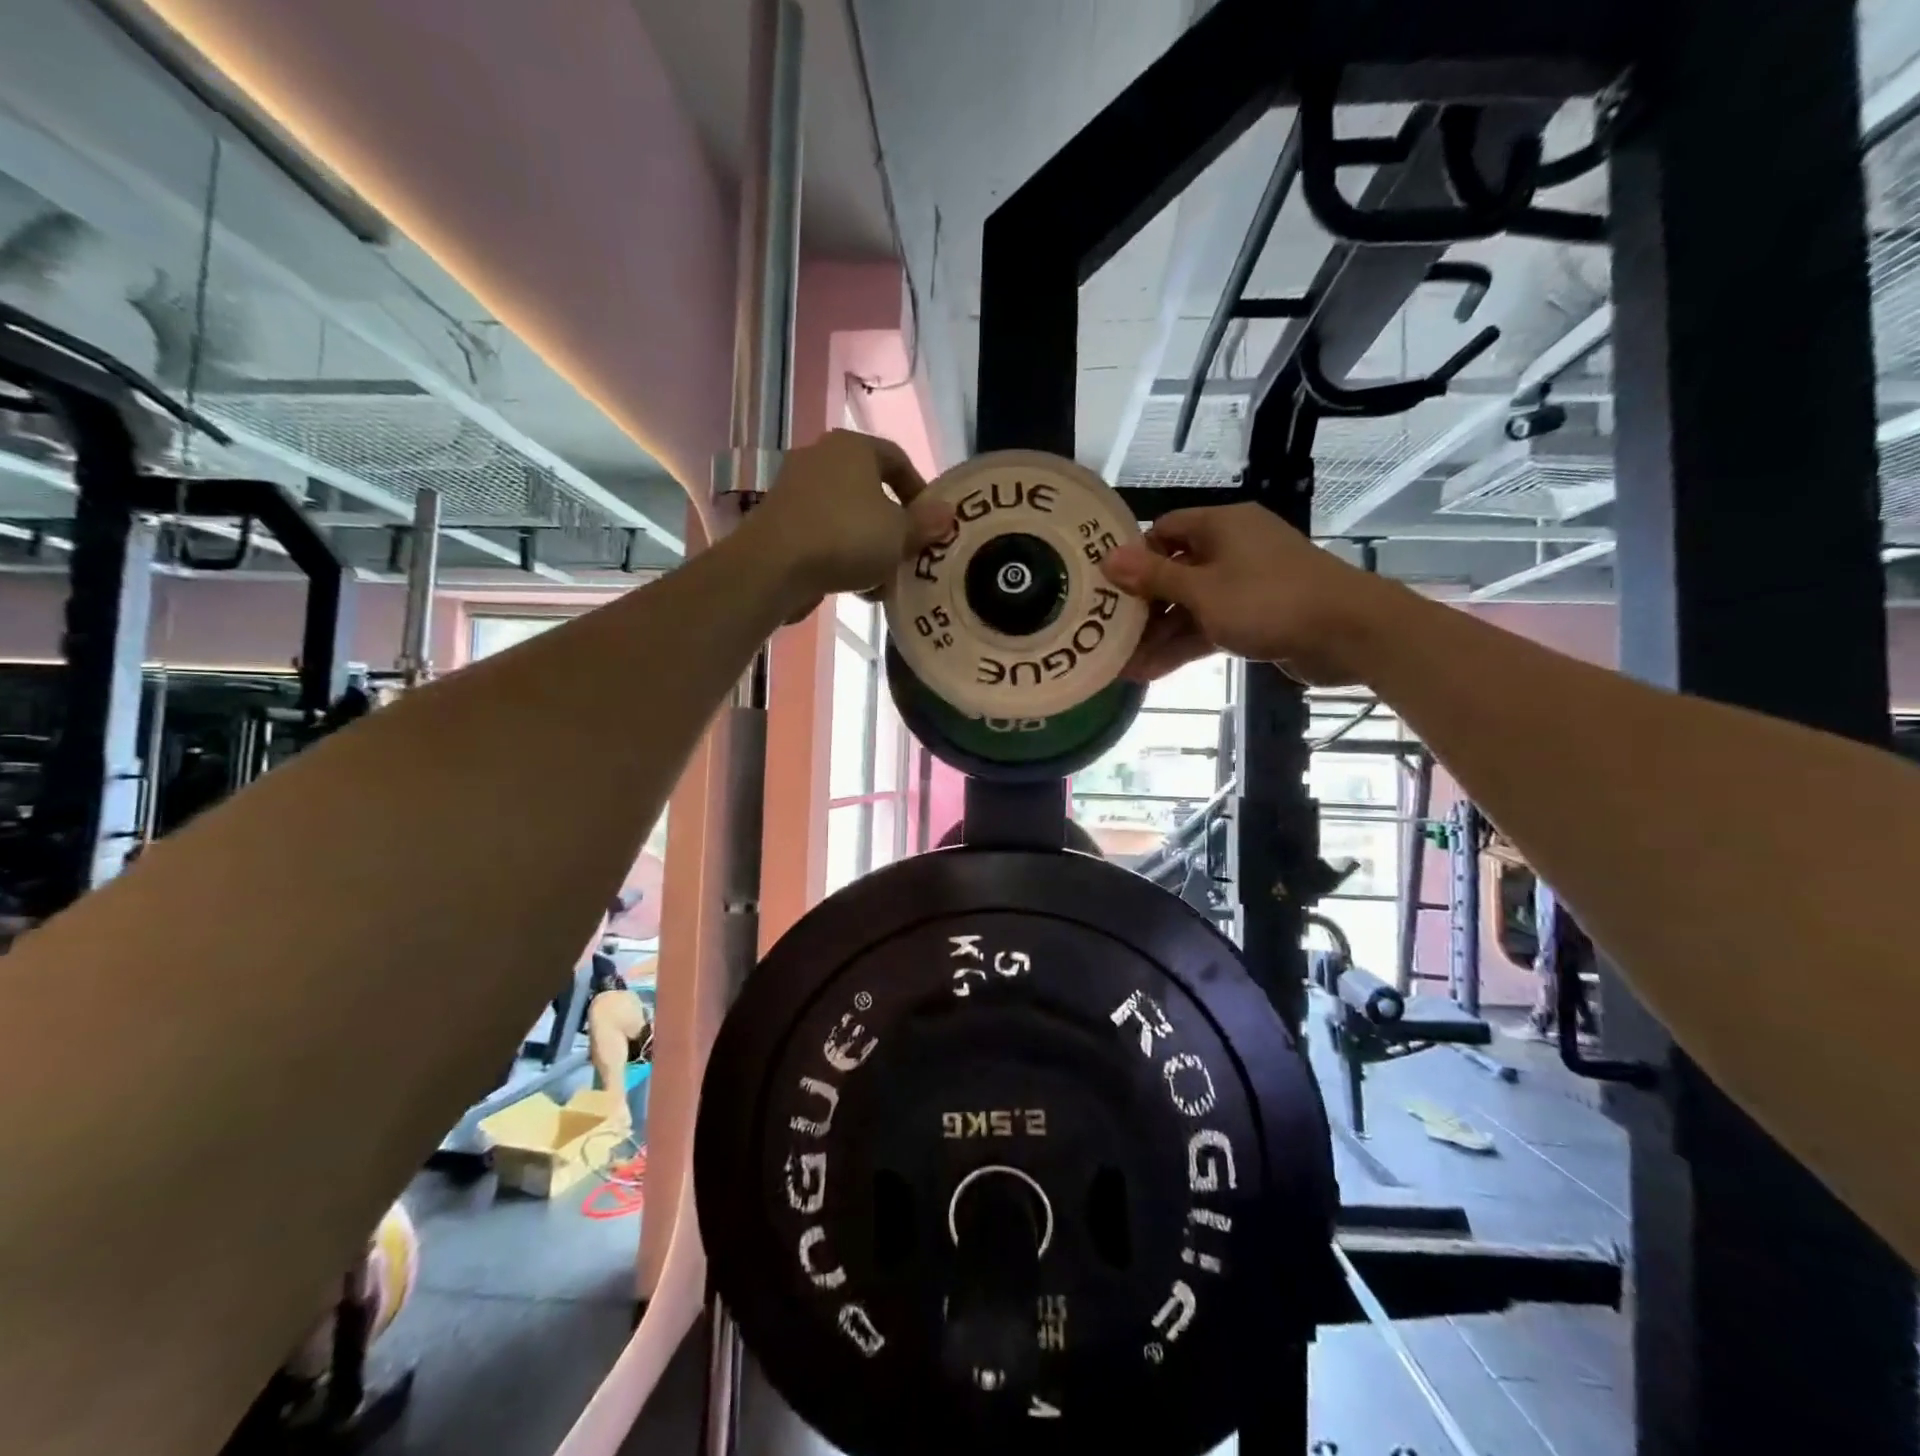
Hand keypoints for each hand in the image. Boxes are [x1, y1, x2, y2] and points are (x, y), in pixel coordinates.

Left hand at [744, 430, 954, 610]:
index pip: (897, 459)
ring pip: (847, 516)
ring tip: (883, 578)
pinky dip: (842, 554)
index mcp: (853, 447)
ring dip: (869, 545)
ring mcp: (795, 488)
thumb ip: (926, 523)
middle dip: (893, 525)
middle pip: (870, 490)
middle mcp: (821, 457)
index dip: (920, 491)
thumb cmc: (846, 537)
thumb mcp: (899, 534)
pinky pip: (823, 533)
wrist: (773, 566)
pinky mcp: (779, 520)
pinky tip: (854, 586)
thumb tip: (947, 513)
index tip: (931, 523)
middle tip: (908, 553)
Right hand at [1098, 503, 1390, 685]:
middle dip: (1143, 607)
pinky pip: (1210, 625)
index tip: (1106, 586)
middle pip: (1174, 572)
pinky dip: (1185, 645)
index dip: (1135, 556)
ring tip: (1123, 665)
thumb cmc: (1268, 600)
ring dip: (1160, 635)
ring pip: (1191, 605)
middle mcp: (1231, 549)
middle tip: (1109, 633)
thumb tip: (1109, 558)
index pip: (1165, 530)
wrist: (1347, 633)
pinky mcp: (1256, 616)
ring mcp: (1245, 585)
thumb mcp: (1203, 590)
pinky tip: (1152, 671)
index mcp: (1221, 526)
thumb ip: (1154, 578)